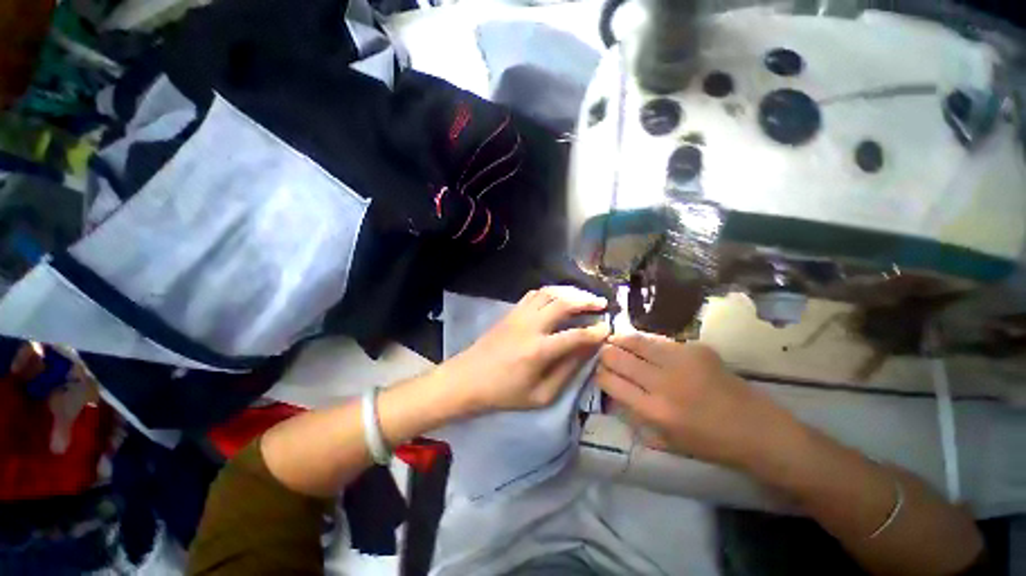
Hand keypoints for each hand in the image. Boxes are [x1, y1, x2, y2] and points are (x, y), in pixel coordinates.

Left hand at [439, 286, 609, 413]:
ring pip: (549, 292)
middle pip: (564, 303)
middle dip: (587, 301)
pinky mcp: (511, 311)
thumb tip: (587, 352)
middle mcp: (531, 326)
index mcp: (539, 350)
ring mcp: (519, 315)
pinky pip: (534, 294)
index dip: (596, 332)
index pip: (576, 335)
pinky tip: (559, 297)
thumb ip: (566, 372)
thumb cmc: (504, 392)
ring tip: (584, 297)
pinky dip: (551, 292)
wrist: (468, 378)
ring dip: (570, 292)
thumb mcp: (540, 395)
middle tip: (601, 304)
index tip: (608, 329)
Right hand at [595, 332, 793, 466]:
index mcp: (654, 411)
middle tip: (605, 354)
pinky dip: (647, 343)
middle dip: (605, 354)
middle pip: (616, 356)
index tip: (599, 372)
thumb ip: (634, 415)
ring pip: (635, 340)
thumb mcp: (664, 440)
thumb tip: (613, 390)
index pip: (609, 381)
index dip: (599, 374)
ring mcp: (680, 361)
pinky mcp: (696, 348)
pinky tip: (647, 347)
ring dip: (621, 340)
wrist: (757, 430)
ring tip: (617, 341)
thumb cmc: (709, 443)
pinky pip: (659, 340)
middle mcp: (663, 382)